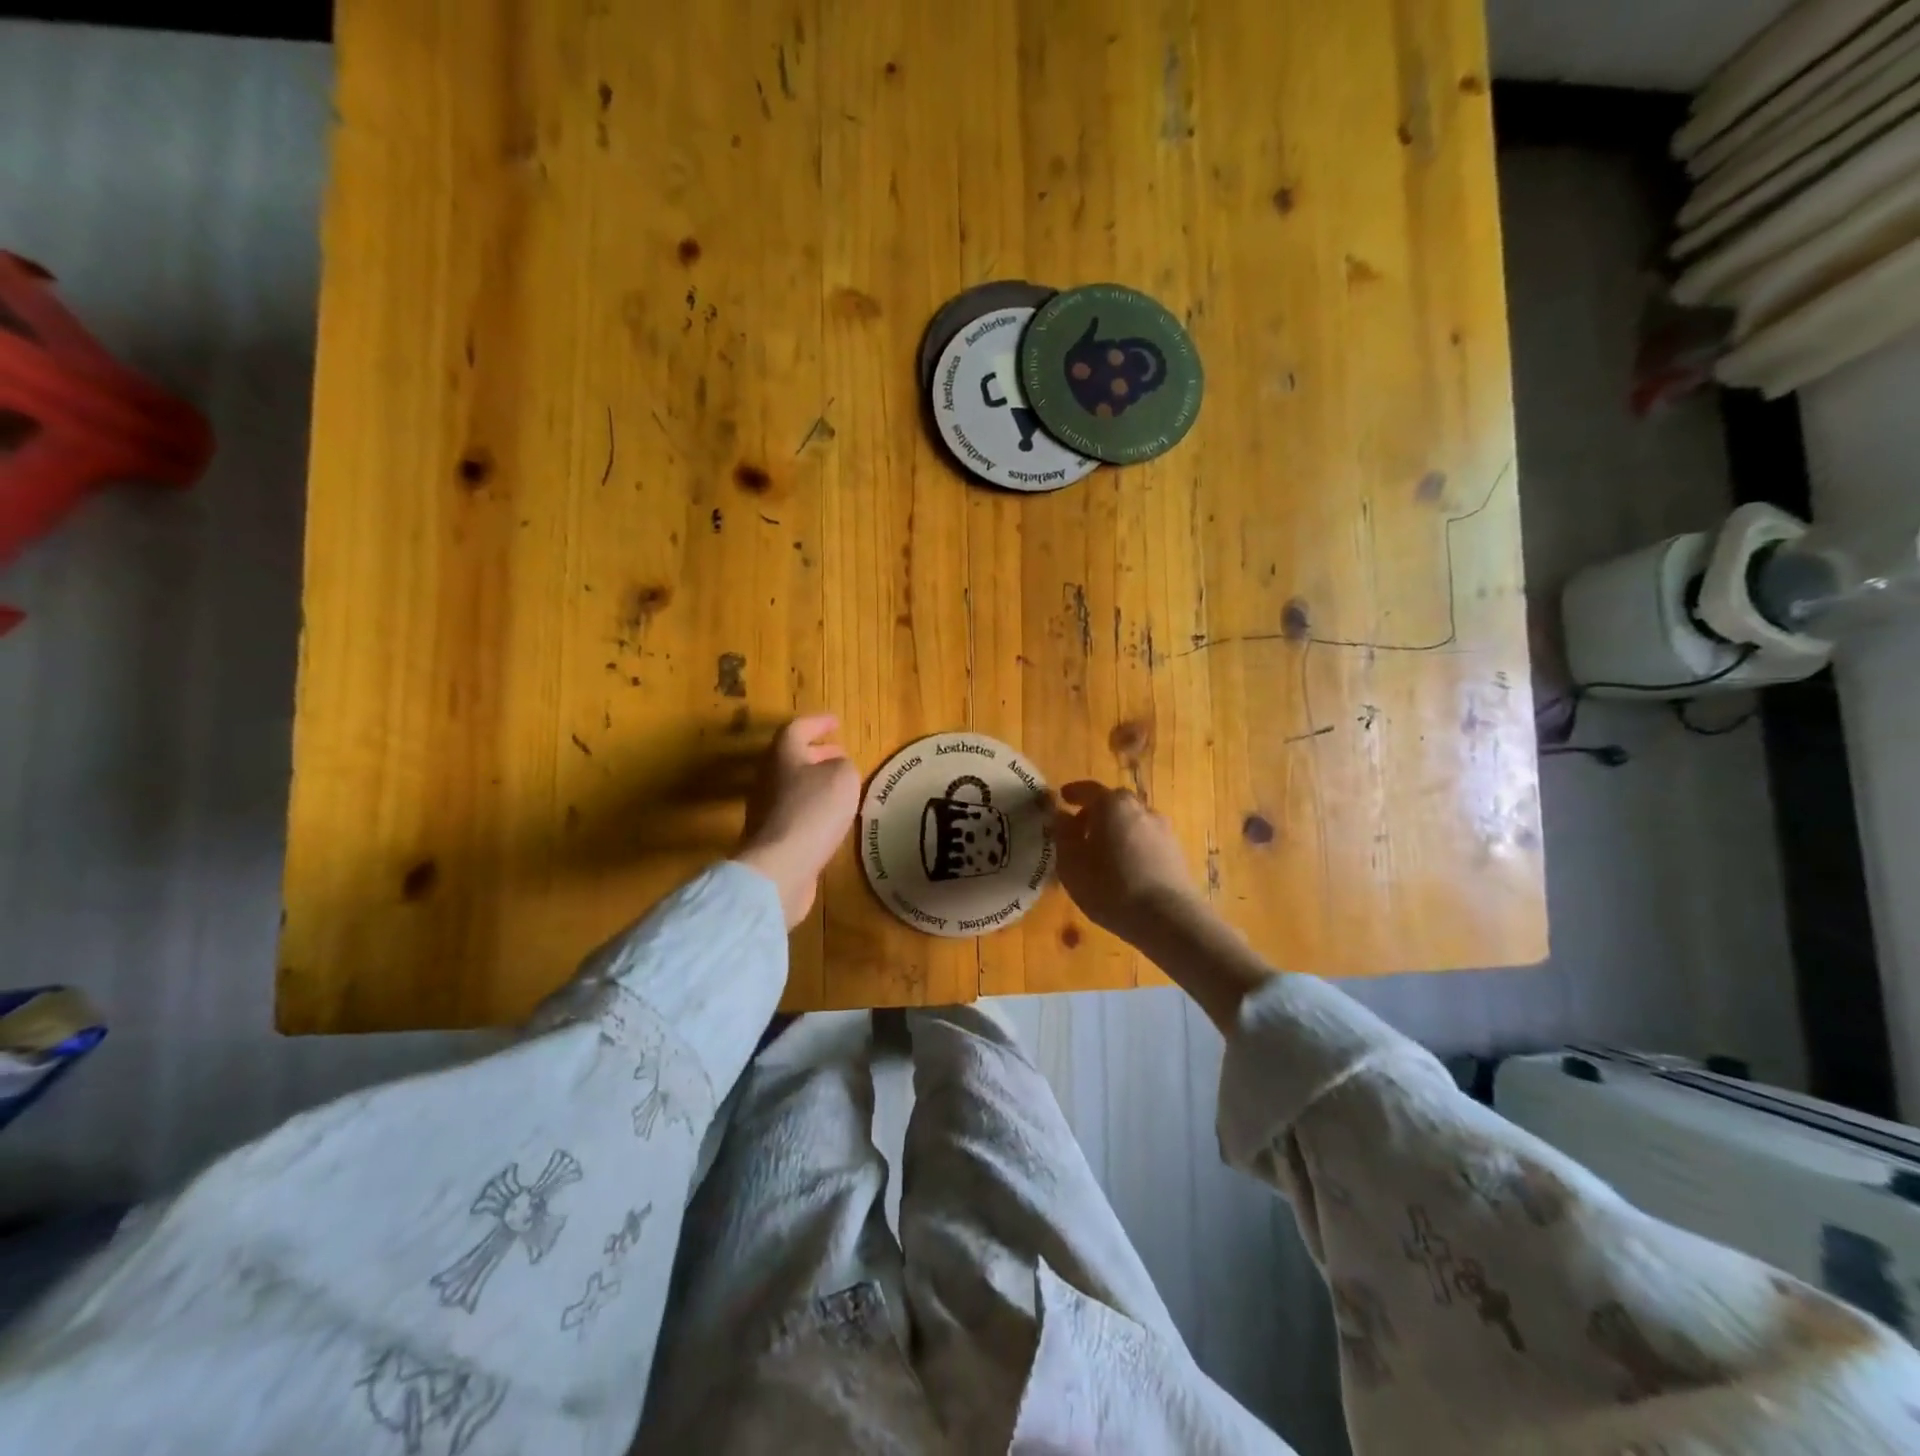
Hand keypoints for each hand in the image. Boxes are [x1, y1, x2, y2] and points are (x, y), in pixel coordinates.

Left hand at [733, 715, 860, 928]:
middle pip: (791, 757)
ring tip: (840, 786)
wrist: (780, 866)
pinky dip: (812, 806)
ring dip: (815, 781)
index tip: (836, 722)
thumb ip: (843, 766)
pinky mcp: (771, 836)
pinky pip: (794, 811)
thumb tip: (836, 768)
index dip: (818, 723)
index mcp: (783, 754)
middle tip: (840, 754)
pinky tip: (830, 818)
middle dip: (817, 753)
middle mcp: (768, 777)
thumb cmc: (813, 811)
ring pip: (792, 784)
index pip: (798, 728)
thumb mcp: (843, 778)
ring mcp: (766, 808)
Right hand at [1051, 781, 1200, 941]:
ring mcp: (1163, 830)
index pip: (1089, 789)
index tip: (1063, 797)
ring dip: (1117, 831)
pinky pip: (1147, 841)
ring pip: (1133, 822)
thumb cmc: (1110, 887)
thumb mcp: (1071, 863)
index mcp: (1113, 805)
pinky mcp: (1177, 852)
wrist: (1168, 918)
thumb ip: (1063, 835)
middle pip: (1115, 803)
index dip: (1074, 792)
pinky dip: (1133, 847)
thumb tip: (1061, 816)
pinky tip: (1125, 869)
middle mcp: (1141, 809)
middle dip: (1096, 813)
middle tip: (1080, 830)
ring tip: (1103, 854)